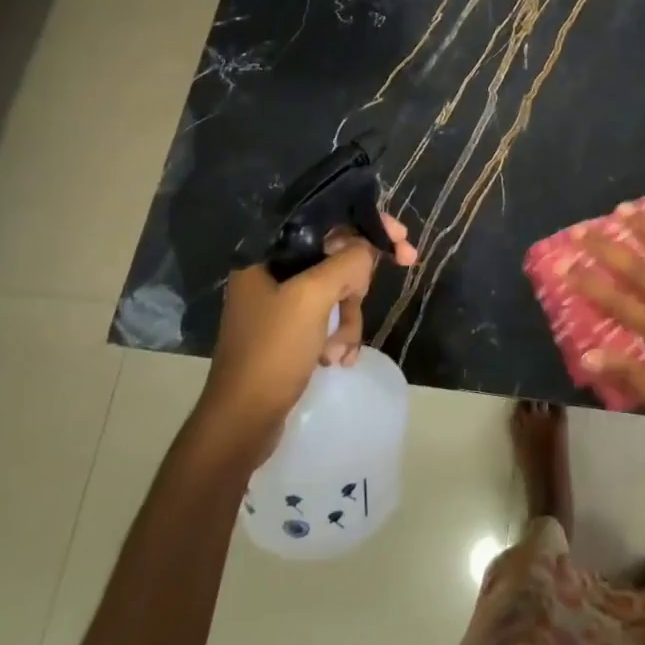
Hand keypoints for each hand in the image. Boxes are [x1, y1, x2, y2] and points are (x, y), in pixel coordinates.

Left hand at [204, 213, 416, 444]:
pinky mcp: (289, 331)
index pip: (325, 221)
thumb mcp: (313, 298)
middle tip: (402, 269)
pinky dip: (339, 336)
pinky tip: (337, 360)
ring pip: (337, 290)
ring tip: (340, 349)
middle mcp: (272, 272)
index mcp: (268, 254)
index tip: (401, 238)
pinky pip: (328, 318)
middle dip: (361, 278)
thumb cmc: (272, 352)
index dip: (367, 223)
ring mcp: (280, 303)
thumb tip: (367, 252)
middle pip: (335, 255)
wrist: (242, 423)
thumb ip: (346, 262)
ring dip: (349, 318)